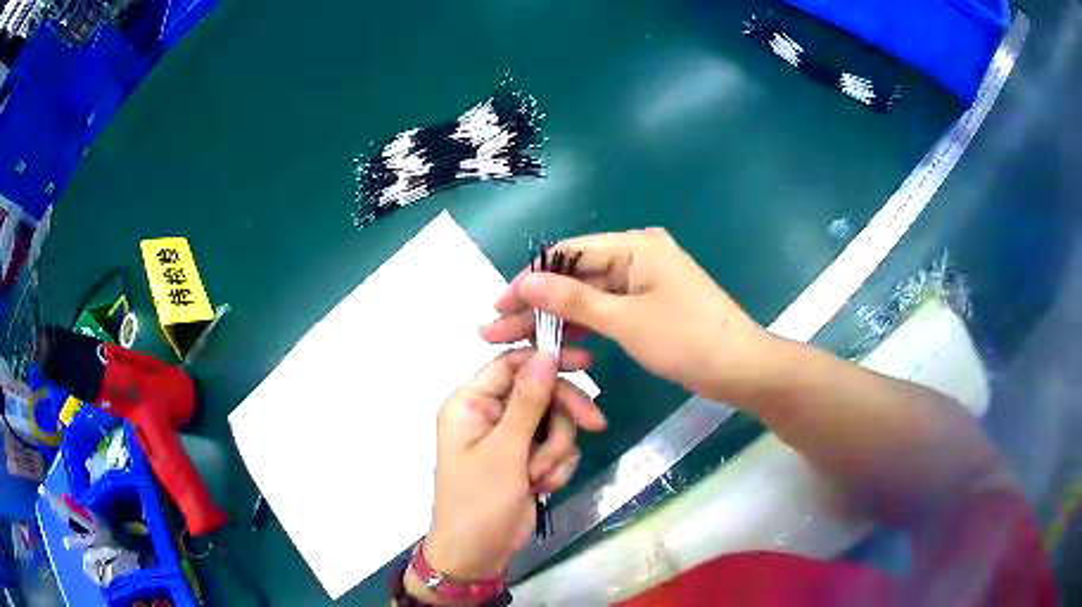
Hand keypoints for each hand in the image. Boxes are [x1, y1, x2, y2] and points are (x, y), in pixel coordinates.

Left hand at [410, 348, 603, 602]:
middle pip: (541, 394)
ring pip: (553, 423)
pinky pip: (554, 448)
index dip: (548, 360)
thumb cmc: (479, 501)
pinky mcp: (525, 460)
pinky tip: (541, 488)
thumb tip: (546, 354)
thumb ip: (527, 401)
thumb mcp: (505, 451)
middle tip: (596, 426)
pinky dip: (554, 467)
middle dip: (562, 418)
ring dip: (555, 451)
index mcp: (471, 404)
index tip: (586, 364)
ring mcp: (509, 439)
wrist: (478, 554)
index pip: (512, 364)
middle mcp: (490, 415)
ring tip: (539, 477)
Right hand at [481, 228, 775, 404]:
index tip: (499, 306)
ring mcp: (644, 281)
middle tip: (498, 330)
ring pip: (589, 296)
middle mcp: (637, 255)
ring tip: (519, 341)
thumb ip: (573, 299)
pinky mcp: (649, 305)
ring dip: (557, 318)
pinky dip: (586, 327)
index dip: (529, 279)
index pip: (567, 254)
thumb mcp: (625, 319)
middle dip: (537, 304)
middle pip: (575, 275)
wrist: (740, 368)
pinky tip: (562, 345)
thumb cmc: (687, 339)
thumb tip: (525, 282)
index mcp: (634, 245)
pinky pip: (607, 310)